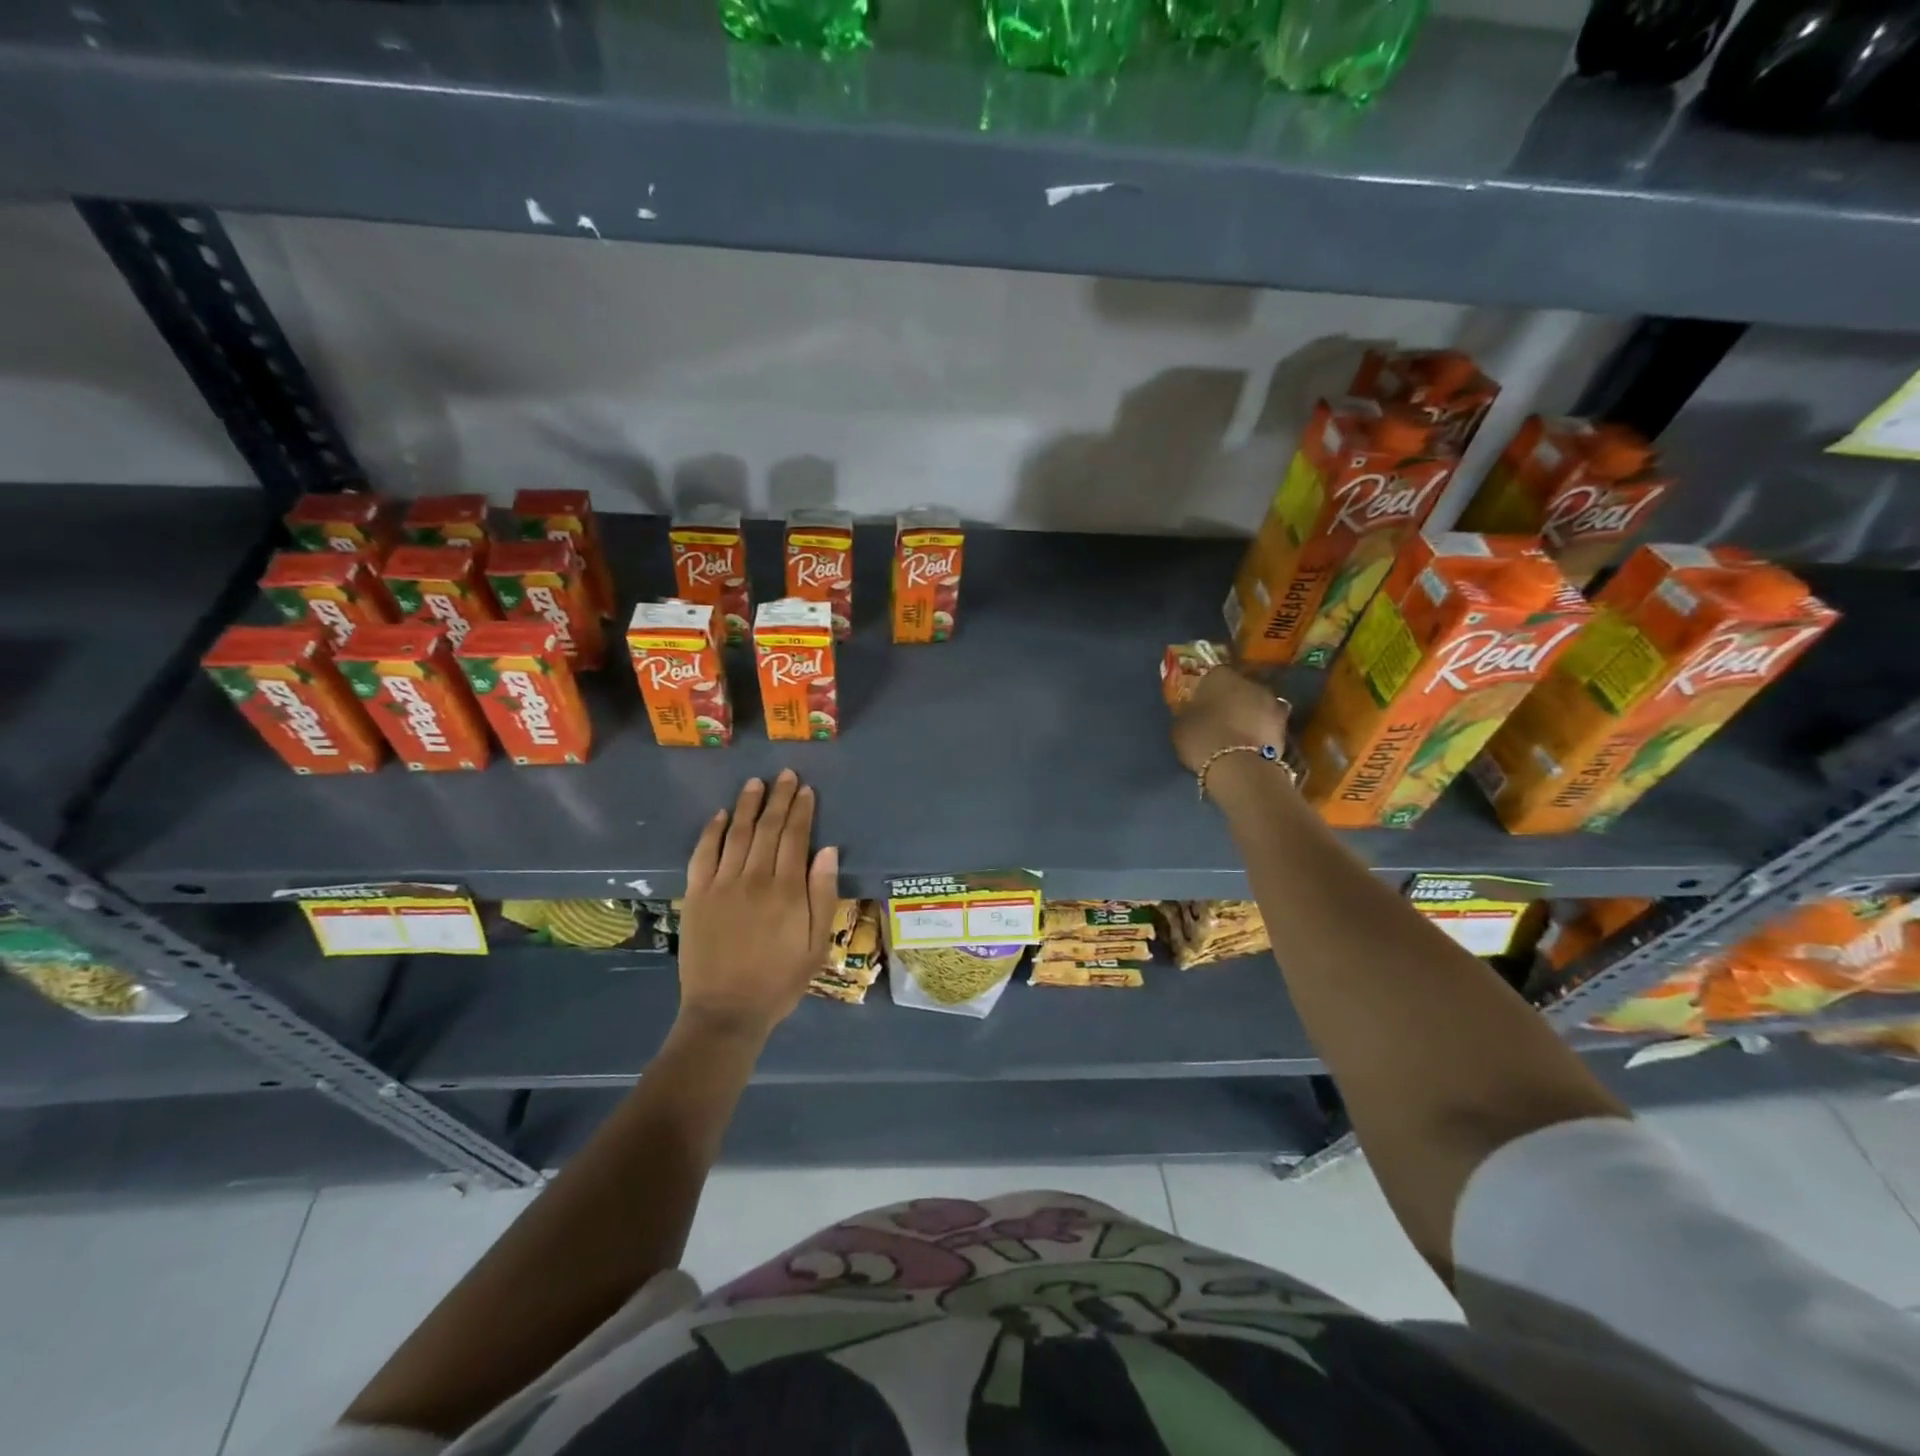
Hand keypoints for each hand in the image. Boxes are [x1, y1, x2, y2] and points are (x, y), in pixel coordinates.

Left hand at [677, 771, 839, 1043]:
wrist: (727, 1011)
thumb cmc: (780, 980)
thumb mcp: (816, 944)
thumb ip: (823, 895)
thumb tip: (827, 850)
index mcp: (787, 890)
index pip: (795, 837)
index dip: (801, 810)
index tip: (805, 789)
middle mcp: (754, 879)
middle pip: (768, 828)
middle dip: (778, 798)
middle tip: (784, 774)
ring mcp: (722, 884)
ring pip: (737, 834)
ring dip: (747, 806)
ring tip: (755, 783)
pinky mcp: (697, 895)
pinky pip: (704, 854)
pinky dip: (711, 831)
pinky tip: (719, 814)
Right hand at [1171, 665, 1290, 774]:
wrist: (1238, 766)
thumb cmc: (1201, 739)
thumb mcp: (1180, 724)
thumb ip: (1188, 712)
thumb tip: (1192, 710)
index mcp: (1219, 675)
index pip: (1213, 675)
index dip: (1207, 690)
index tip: (1201, 704)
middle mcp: (1248, 681)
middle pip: (1239, 687)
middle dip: (1232, 699)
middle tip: (1220, 717)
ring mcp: (1271, 701)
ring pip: (1256, 703)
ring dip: (1249, 713)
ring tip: (1238, 732)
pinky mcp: (1285, 724)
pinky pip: (1267, 723)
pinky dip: (1262, 729)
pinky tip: (1252, 744)